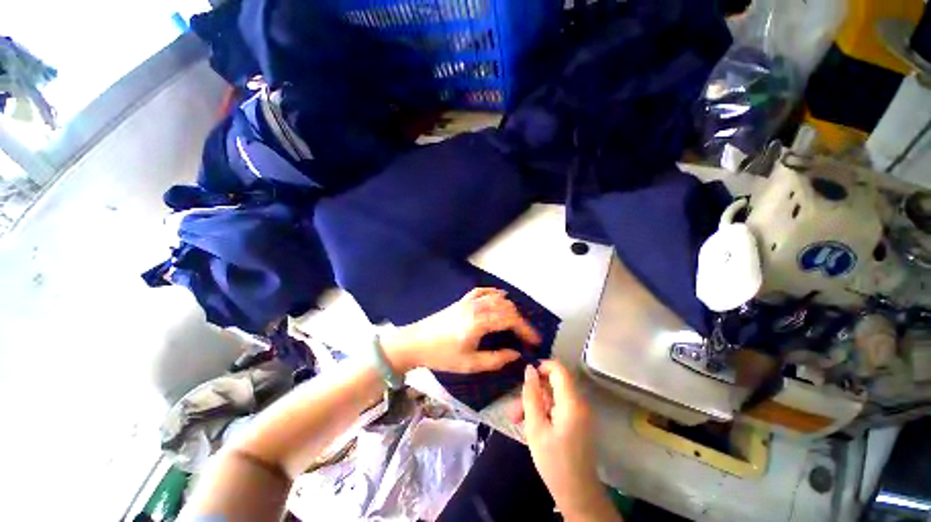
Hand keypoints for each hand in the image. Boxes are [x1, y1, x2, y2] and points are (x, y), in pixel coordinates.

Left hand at [381, 288, 541, 373]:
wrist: (415, 342)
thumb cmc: (442, 355)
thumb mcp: (470, 364)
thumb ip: (495, 359)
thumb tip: (515, 353)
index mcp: (479, 322)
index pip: (510, 320)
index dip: (526, 329)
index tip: (535, 340)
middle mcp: (476, 307)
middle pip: (506, 307)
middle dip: (520, 320)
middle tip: (525, 335)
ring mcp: (468, 301)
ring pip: (496, 297)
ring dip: (510, 308)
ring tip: (515, 322)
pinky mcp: (462, 300)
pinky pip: (482, 291)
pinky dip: (494, 293)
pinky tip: (499, 298)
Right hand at [519, 361, 616, 520]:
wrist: (577, 494)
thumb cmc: (554, 462)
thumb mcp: (536, 427)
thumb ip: (531, 395)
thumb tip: (529, 369)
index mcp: (572, 402)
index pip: (559, 369)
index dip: (542, 366)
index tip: (524, 376)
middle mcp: (579, 403)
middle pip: (554, 383)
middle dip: (532, 391)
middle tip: (514, 408)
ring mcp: (579, 413)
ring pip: (553, 395)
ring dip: (535, 403)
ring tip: (517, 419)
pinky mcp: (577, 422)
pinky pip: (558, 406)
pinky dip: (543, 411)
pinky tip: (530, 424)